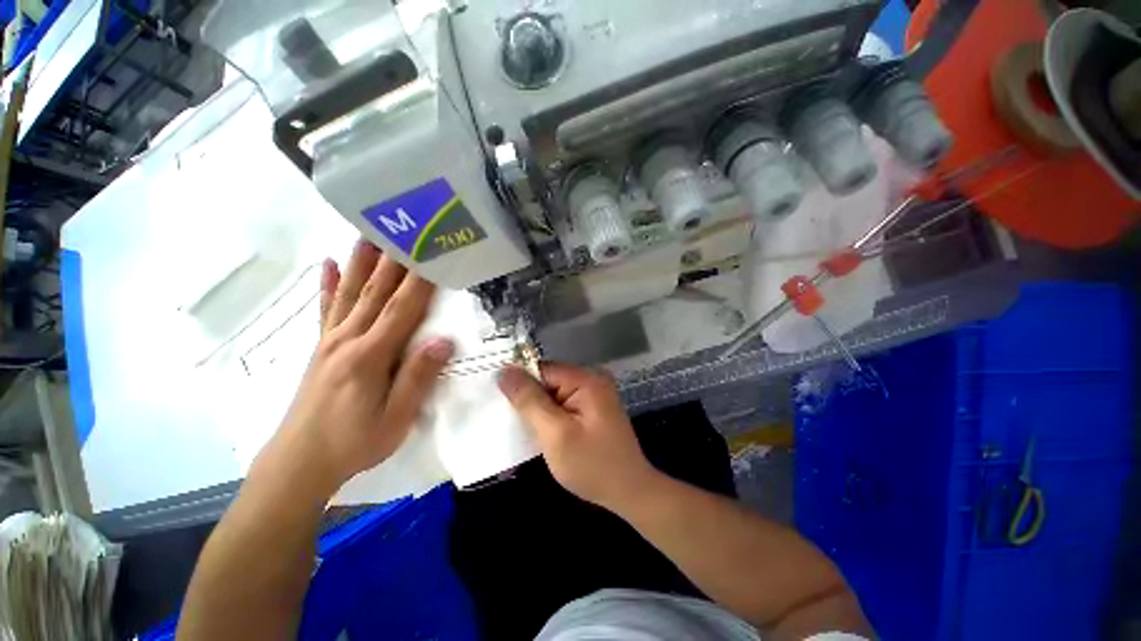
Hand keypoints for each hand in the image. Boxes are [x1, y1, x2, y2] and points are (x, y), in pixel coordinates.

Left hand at [266, 240, 452, 492]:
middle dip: (393, 259)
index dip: (420, 280)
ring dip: (363, 261)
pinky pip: (326, 309)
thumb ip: (418, 377)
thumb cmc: (354, 443)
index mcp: (370, 355)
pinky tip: (330, 264)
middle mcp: (348, 339)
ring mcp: (330, 341)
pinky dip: (329, 284)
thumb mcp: (396, 419)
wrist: (299, 463)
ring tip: (370, 231)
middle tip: (405, 229)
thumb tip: (443, 341)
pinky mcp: (321, 348)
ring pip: (351, 292)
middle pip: (376, 292)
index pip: (402, 308)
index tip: (433, 253)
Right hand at [497, 363, 659, 512]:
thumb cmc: (591, 465)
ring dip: (537, 409)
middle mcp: (591, 380)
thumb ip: (529, 400)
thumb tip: (505, 371)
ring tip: (516, 425)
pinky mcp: (591, 409)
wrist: (629, 493)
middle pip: (548, 380)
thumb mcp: (555, 433)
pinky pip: (563, 405)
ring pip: (553, 394)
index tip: (494, 397)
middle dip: (527, 397)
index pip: (542, 369)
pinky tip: (537, 430)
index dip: (519, 382)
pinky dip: (549, 416)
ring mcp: (593, 395)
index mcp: (586, 379)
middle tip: (504, 417)